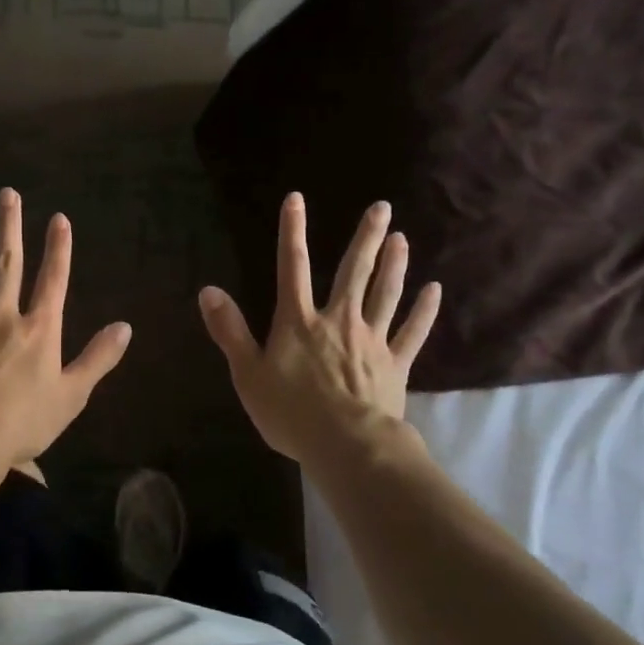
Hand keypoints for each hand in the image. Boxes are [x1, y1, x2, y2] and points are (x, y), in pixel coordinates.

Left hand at [0, 188, 132, 470]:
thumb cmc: (24, 421)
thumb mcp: (72, 395)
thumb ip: (98, 358)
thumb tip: (125, 327)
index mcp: (39, 329)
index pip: (53, 279)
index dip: (58, 248)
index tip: (59, 218)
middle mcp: (2, 317)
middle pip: (7, 264)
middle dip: (9, 227)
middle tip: (7, 194)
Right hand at [198, 193, 440, 465]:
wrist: (346, 445)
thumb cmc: (291, 412)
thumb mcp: (247, 374)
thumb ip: (230, 331)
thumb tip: (208, 291)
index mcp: (299, 322)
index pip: (293, 267)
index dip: (292, 232)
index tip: (296, 199)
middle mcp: (338, 320)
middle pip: (353, 271)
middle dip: (366, 238)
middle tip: (382, 207)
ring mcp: (371, 339)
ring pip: (386, 293)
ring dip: (394, 264)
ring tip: (402, 238)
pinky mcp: (396, 363)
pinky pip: (413, 332)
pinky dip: (424, 310)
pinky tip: (435, 290)